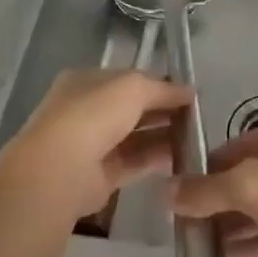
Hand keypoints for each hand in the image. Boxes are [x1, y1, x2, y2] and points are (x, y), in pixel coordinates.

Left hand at [0, 68, 191, 221]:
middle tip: (197, 117)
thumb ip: (162, 88)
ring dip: (162, 136)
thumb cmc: (93, 114)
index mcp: (86, 81)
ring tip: (195, 138)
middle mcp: (86, 111)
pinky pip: (132, 163)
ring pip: (133, 137)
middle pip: (131, 108)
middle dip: (162, 111)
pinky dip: (154, 160)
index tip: (188, 93)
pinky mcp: (99, 177)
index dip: (158, 84)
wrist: (60, 169)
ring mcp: (90, 145)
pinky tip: (180, 159)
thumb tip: (189, 91)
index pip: (128, 79)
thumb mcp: (133, 87)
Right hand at [167, 119, 257, 256]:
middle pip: (241, 181)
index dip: (200, 170)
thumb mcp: (252, 186)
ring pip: (256, 213)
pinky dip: (247, 250)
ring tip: (191, 251)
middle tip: (177, 228)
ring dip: (226, 230)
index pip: (228, 149)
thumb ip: (207, 190)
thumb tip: (166, 192)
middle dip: (211, 203)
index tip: (171, 196)